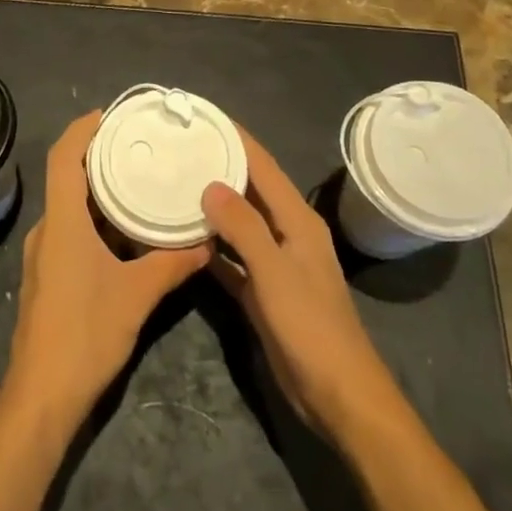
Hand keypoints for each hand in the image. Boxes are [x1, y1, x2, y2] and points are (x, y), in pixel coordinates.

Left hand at [8, 111, 210, 421]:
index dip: (82, 130)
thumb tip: (206, 242)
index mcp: (62, 222)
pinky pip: (72, 232)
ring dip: (100, 193)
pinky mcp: (48, 276)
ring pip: (71, 209)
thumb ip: (172, 264)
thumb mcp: (137, 295)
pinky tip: (126, 233)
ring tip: (138, 183)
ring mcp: (44, 255)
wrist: (42, 395)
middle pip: (67, 178)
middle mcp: (48, 230)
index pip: (64, 157)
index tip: (109, 114)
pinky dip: (97, 221)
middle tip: (137, 146)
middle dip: (98, 158)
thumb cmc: (85, 334)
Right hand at [201, 129, 395, 439]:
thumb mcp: (274, 271)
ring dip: (213, 206)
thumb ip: (243, 226)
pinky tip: (183, 238)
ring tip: (175, 183)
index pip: (263, 166)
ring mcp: (275, 263)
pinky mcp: (263, 291)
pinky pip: (232, 258)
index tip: (204, 116)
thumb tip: (210, 183)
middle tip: (179, 147)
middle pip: (250, 189)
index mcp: (297, 220)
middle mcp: (287, 233)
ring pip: (239, 223)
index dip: (237, 138)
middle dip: (220, 166)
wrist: (336, 394)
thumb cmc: (310, 326)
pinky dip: (212, 247)